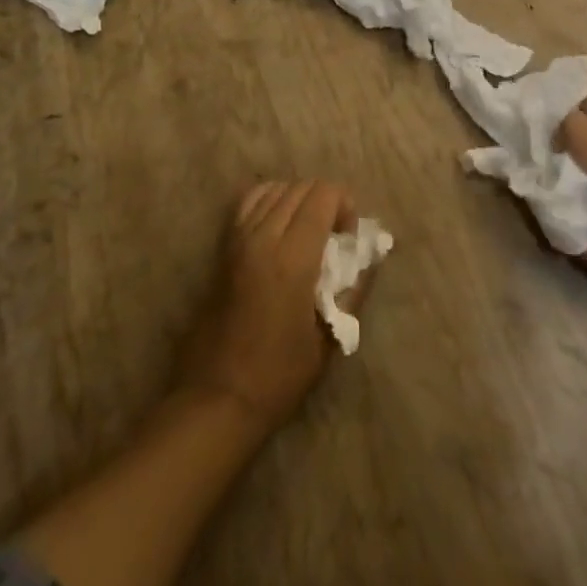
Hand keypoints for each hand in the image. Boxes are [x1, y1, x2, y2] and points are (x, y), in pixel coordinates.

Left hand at [173, 180, 362, 436]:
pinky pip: (249, 201)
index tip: (349, 235)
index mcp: (293, 257)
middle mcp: (263, 236)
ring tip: (308, 229)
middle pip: (301, 187)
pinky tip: (279, 225)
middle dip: (325, 200)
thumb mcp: (327, 340)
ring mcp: (239, 238)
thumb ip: (353, 290)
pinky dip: (270, 199)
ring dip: (298, 198)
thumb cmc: (277, 376)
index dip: (344, 204)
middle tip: (334, 235)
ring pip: (276, 188)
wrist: (216, 398)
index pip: (323, 196)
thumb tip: (370, 257)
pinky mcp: (223, 247)